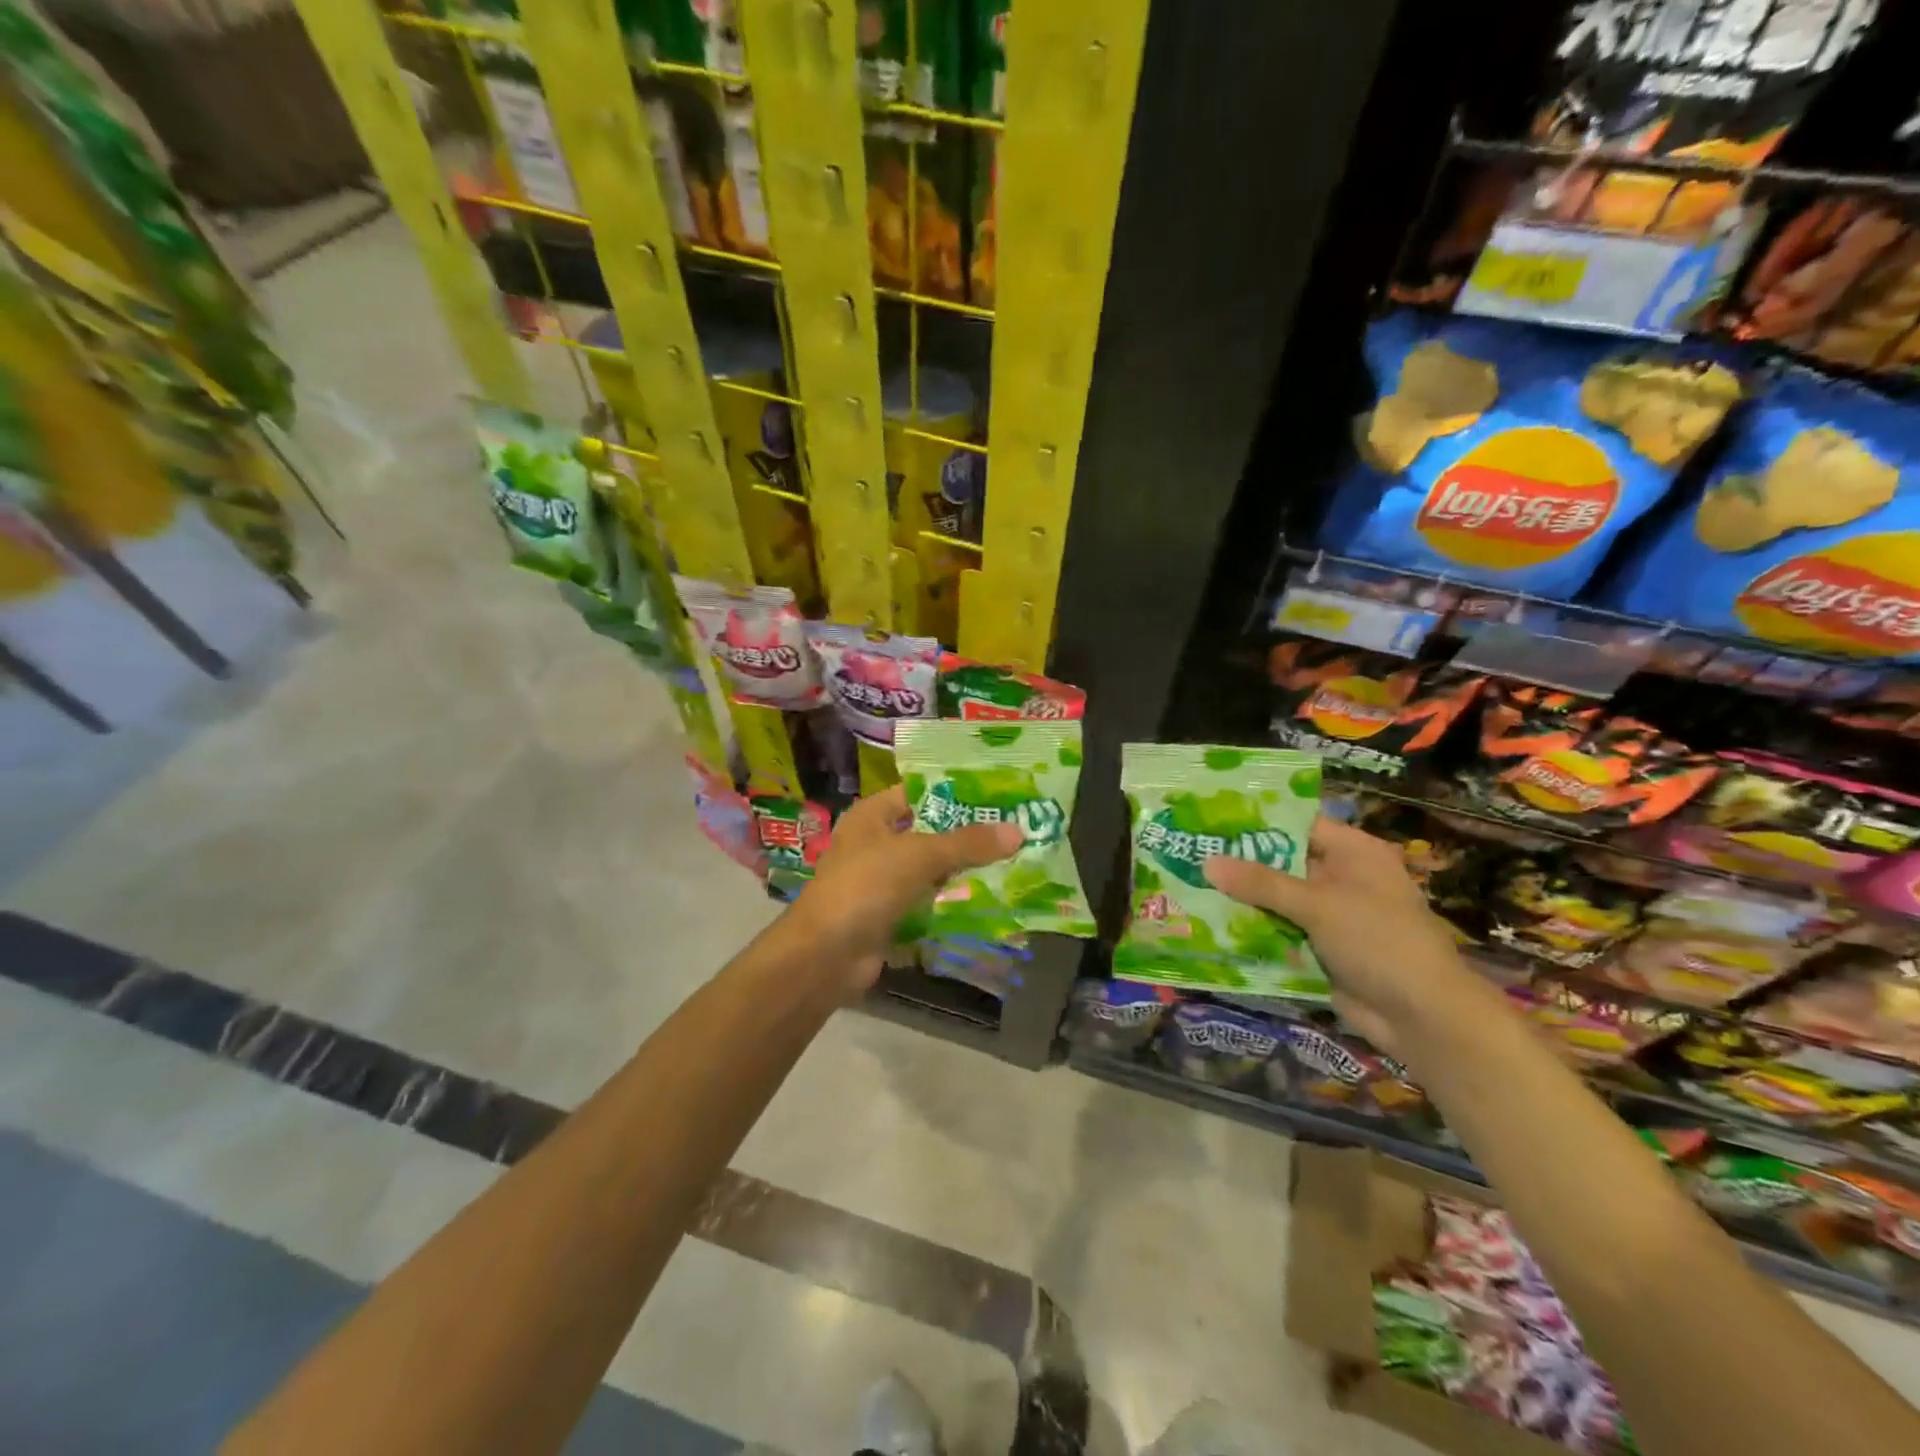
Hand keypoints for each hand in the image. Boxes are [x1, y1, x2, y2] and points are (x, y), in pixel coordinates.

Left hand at [787, 785, 1022, 995]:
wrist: (825, 955)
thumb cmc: (866, 886)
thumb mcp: (920, 856)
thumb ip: (967, 843)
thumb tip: (1018, 831)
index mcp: (872, 815)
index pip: (919, 792)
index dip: (956, 792)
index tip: (998, 794)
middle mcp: (875, 842)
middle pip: (929, 832)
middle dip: (968, 834)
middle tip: (1016, 829)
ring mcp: (881, 881)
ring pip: (930, 869)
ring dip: (963, 870)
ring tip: (1012, 862)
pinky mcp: (889, 915)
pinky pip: (927, 901)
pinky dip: (952, 901)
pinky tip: (989, 899)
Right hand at [1204, 817, 1486, 1055]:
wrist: (1422, 1016)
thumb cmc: (1378, 941)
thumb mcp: (1318, 904)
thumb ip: (1261, 883)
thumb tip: (1206, 862)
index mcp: (1353, 853)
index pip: (1297, 825)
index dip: (1256, 822)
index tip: (1211, 820)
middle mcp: (1341, 877)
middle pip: (1282, 863)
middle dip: (1240, 864)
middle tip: (1189, 854)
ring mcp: (1330, 915)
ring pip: (1276, 900)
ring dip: (1242, 900)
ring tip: (1188, 886)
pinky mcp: (1320, 948)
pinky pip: (1279, 932)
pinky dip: (1253, 930)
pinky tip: (1210, 924)